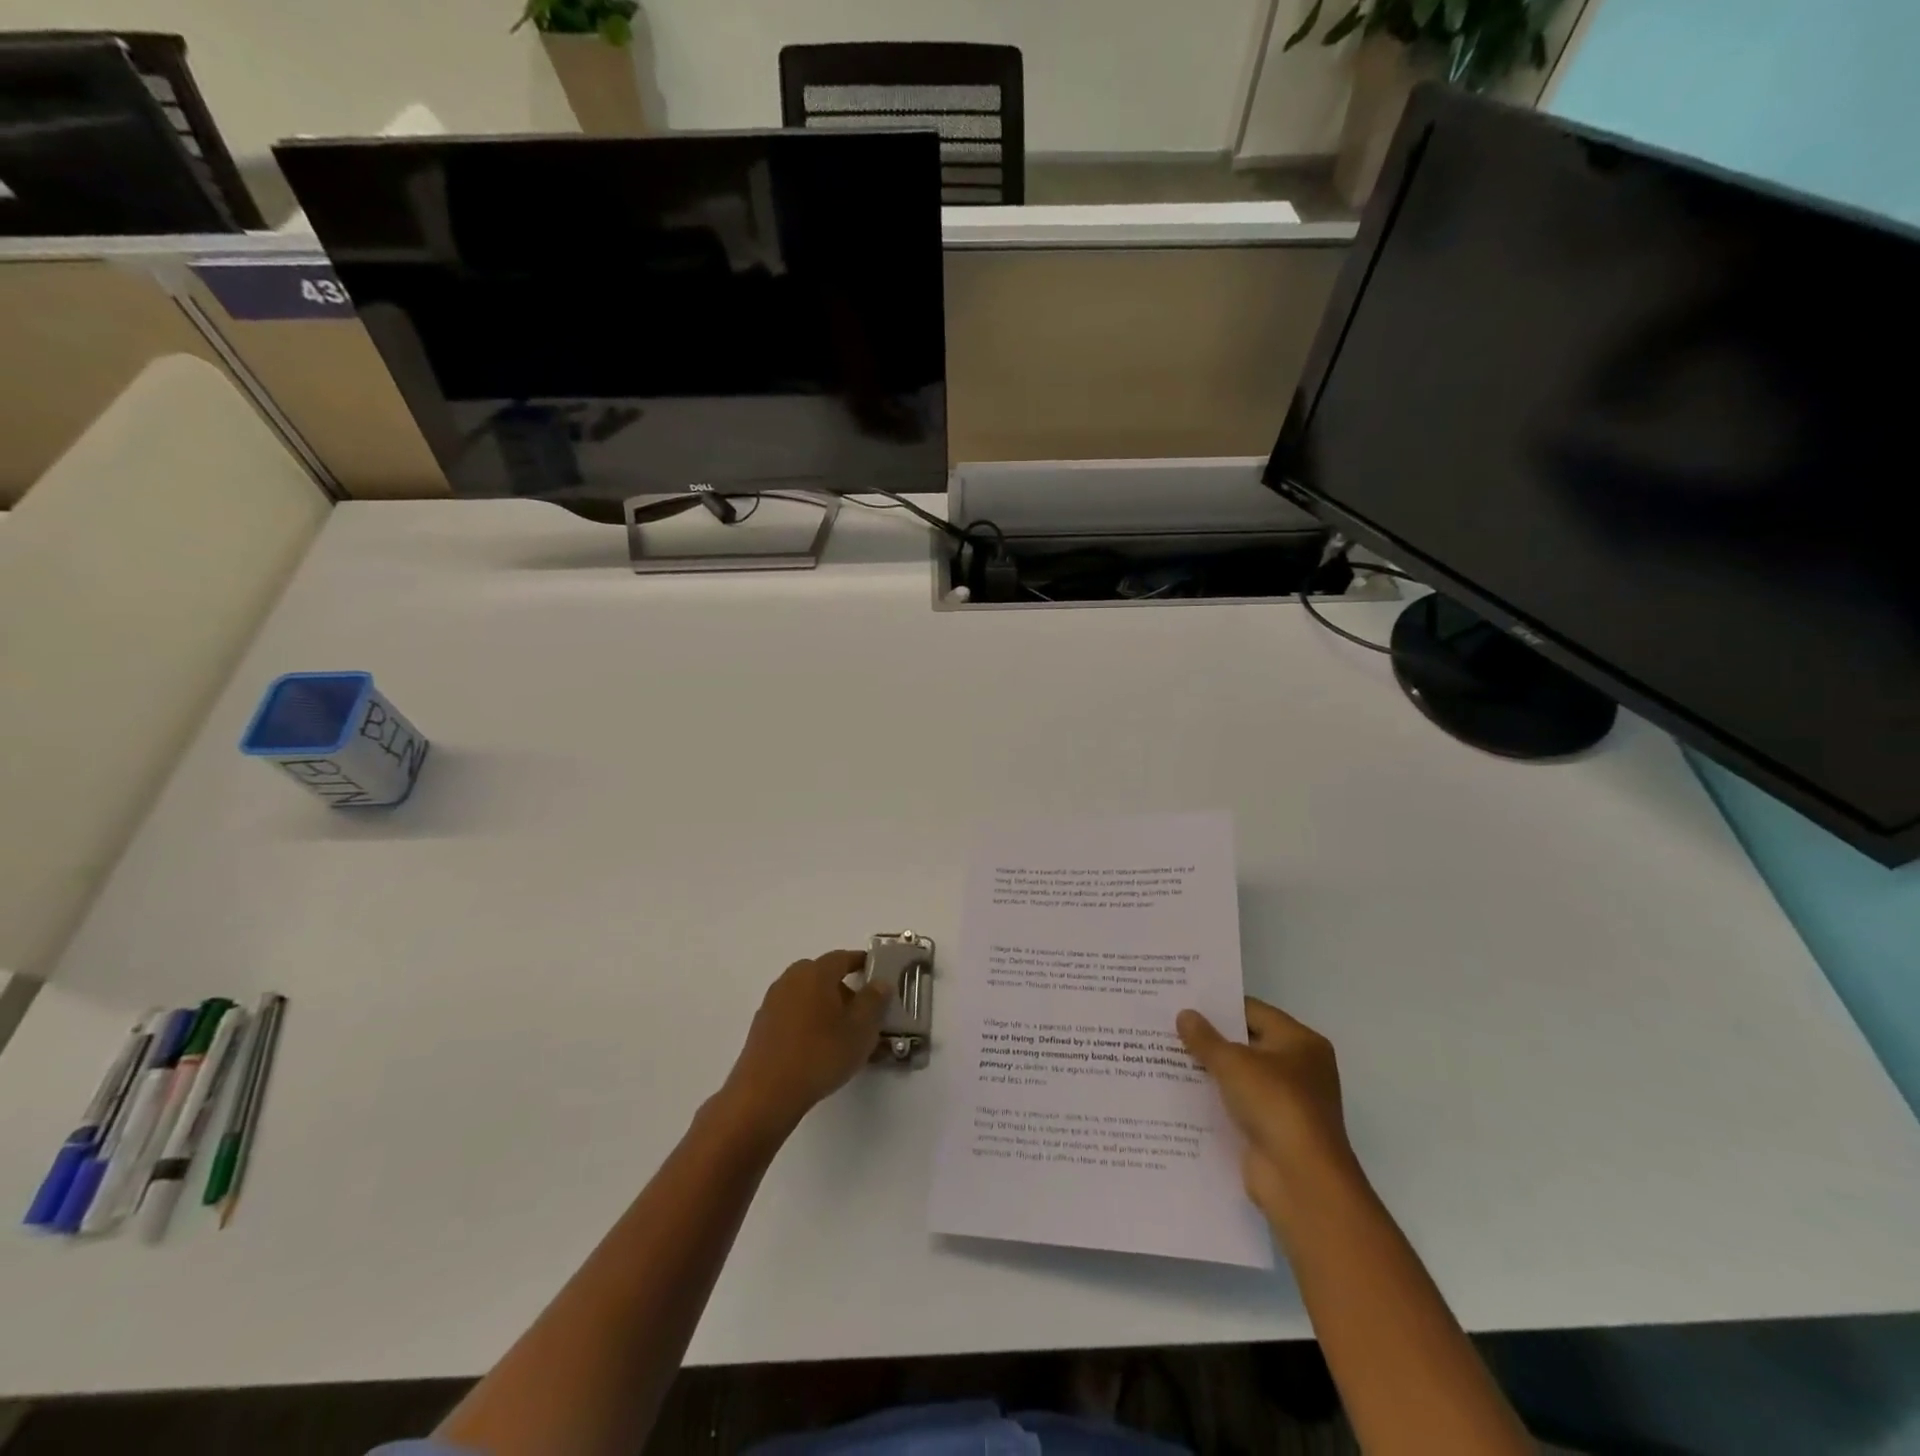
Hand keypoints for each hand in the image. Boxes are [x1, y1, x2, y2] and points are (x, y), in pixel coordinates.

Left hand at [719, 951, 890, 1138]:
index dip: (860, 963)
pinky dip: (807, 1021)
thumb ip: (874, 1001)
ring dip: (824, 1006)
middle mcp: (791, 980)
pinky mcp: (761, 1027)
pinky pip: (792, 1014)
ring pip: (806, 995)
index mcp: (816, 973)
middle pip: (822, 975)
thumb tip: (880, 982)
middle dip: (843, 988)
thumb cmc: (820, 1054)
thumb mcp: (861, 1029)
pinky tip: (817, 1047)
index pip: (842, 957)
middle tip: (861, 1010)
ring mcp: (772, 1003)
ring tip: (841, 1033)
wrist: (766, 1094)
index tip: (874, 973)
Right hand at [1178, 998, 1355, 1218]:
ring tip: (1166, 1055)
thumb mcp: (1233, 1063)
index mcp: (1300, 1042)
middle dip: (1211, 1038)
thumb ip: (1205, 1038)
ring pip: (1240, 1076)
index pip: (1253, 1011)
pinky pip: (1238, 1105)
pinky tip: (1181, 1093)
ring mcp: (1287, 1102)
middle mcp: (1300, 1068)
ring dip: (1210, 1071)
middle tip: (1169, 1026)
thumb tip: (1184, 1014)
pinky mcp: (1272, 1131)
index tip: (1183, 1001)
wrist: (1301, 1180)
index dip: (1219, 1006)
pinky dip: (1216, 1100)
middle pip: (1247, 1043)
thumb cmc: (1275, 1104)